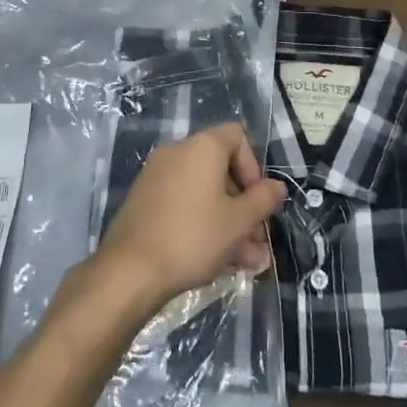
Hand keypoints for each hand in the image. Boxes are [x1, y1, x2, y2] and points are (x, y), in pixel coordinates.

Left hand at [95, 122, 285, 306]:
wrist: (130, 269)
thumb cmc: (193, 237)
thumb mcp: (238, 222)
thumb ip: (263, 200)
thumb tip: (276, 186)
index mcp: (202, 147)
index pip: (237, 136)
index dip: (254, 167)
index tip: (258, 201)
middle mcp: (177, 152)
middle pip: (221, 169)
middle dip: (244, 205)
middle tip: (257, 241)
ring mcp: (157, 176)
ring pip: (204, 193)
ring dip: (228, 222)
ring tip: (245, 262)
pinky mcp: (144, 201)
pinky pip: (183, 204)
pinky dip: (202, 223)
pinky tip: (217, 261)